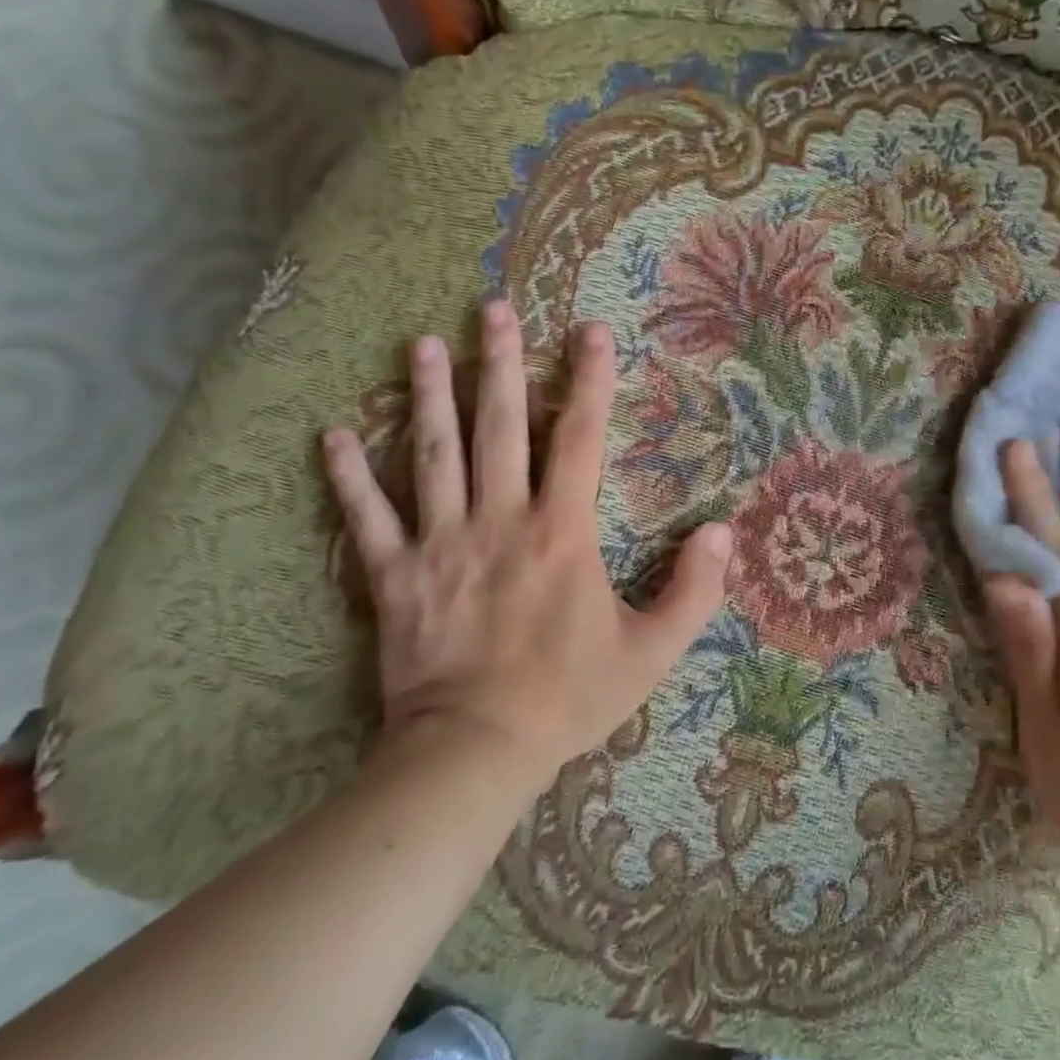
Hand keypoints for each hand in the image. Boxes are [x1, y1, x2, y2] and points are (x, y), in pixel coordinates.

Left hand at [323, 300, 730, 795]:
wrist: (475, 751)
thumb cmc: (571, 697)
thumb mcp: (653, 650)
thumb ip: (696, 590)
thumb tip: (724, 531)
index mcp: (562, 532)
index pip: (581, 439)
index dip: (589, 382)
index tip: (590, 332)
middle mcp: (500, 521)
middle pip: (499, 427)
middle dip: (500, 363)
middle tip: (492, 308)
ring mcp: (441, 545)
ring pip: (433, 455)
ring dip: (429, 396)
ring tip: (422, 344)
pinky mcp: (394, 577)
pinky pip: (368, 518)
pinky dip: (351, 476)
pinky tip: (336, 434)